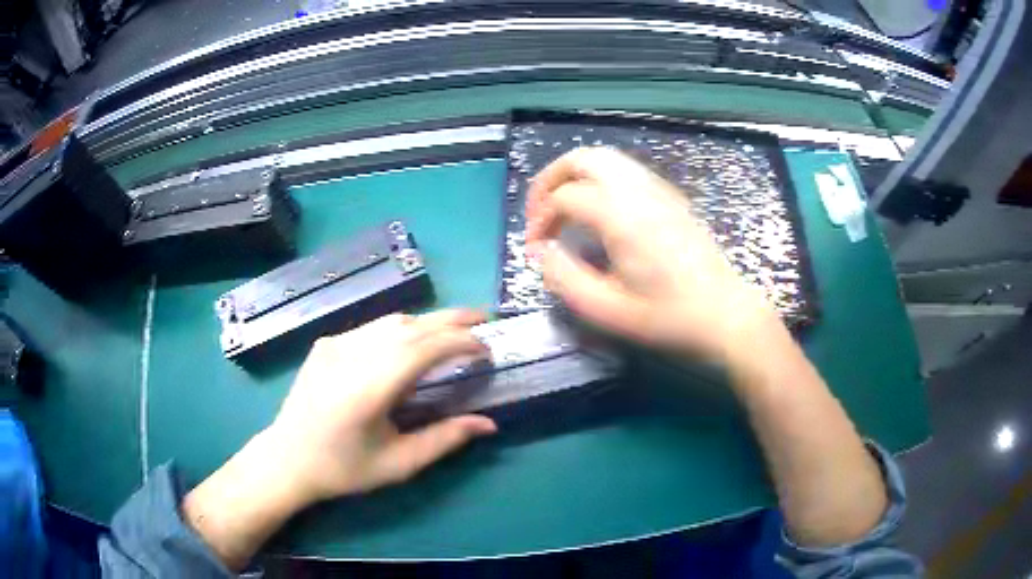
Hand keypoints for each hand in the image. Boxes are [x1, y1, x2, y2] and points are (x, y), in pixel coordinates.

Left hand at [184, 310, 496, 569]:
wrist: (287, 458)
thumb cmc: (344, 469)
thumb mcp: (399, 464)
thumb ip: (445, 440)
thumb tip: (488, 424)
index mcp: (369, 387)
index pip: (424, 348)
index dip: (461, 342)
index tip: (486, 349)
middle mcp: (351, 355)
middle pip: (410, 325)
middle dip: (451, 319)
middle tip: (482, 319)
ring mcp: (334, 344)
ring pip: (390, 321)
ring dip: (426, 323)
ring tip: (452, 330)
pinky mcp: (325, 343)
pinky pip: (370, 329)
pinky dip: (399, 330)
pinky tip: (409, 344)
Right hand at [526, 147, 780, 363]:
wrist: (726, 314)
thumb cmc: (669, 317)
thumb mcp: (608, 310)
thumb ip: (564, 277)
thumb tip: (541, 251)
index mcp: (621, 215)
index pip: (564, 197)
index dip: (539, 220)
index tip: (534, 249)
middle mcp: (639, 190)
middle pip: (583, 158)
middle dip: (551, 179)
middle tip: (539, 211)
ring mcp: (659, 189)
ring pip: (606, 158)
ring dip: (575, 175)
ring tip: (563, 207)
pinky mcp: (671, 196)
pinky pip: (626, 170)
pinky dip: (600, 179)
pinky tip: (599, 210)